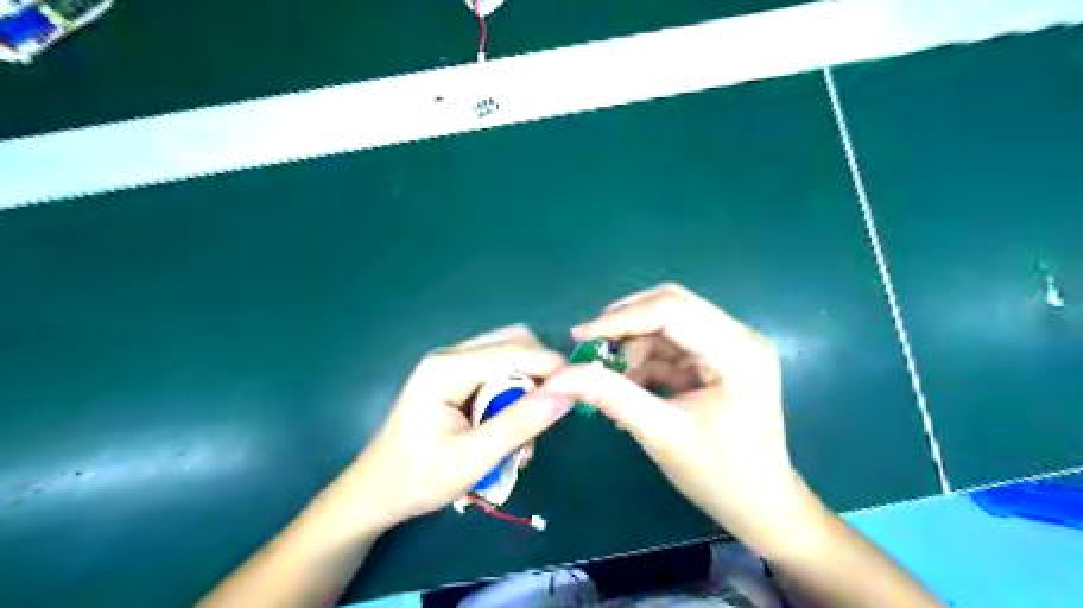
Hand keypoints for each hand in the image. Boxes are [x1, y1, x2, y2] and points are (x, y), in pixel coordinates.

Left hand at [348, 324, 569, 532]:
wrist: (375, 492)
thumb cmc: (418, 479)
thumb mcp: (473, 458)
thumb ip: (520, 424)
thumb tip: (567, 393)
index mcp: (447, 369)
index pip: (513, 351)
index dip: (551, 365)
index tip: (580, 388)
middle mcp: (450, 355)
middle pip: (512, 342)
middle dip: (539, 370)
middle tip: (552, 407)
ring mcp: (450, 363)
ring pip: (508, 353)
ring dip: (527, 381)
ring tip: (528, 422)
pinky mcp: (454, 375)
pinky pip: (496, 368)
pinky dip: (513, 388)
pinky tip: (509, 420)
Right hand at [547, 282, 798, 548]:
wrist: (762, 505)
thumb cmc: (720, 476)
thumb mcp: (661, 434)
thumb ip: (610, 397)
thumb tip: (557, 377)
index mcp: (737, 352)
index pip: (671, 311)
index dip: (620, 319)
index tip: (579, 337)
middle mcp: (740, 336)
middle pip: (672, 305)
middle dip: (626, 325)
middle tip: (591, 348)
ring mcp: (733, 344)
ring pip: (669, 322)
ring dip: (635, 345)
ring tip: (613, 381)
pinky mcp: (722, 356)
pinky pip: (675, 343)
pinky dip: (647, 359)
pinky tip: (631, 386)